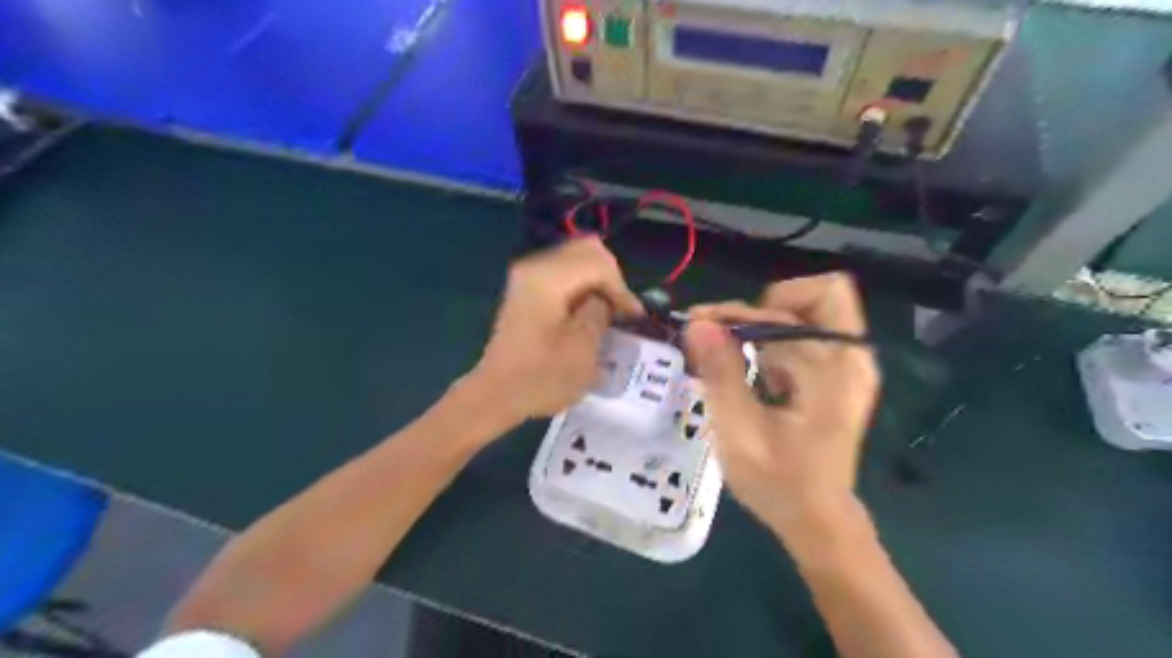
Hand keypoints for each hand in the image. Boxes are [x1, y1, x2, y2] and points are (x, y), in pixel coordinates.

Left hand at [467, 239, 644, 423]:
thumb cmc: (541, 377)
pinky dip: (583, 286)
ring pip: (576, 258)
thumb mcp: (582, 348)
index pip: (598, 263)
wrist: (496, 395)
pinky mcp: (527, 290)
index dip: (621, 288)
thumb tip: (603, 298)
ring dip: (598, 281)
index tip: (633, 317)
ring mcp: (527, 276)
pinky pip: (564, 273)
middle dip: (611, 277)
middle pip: (587, 249)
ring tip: (610, 311)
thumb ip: (599, 312)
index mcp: (547, 277)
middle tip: (621, 309)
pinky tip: (590, 311)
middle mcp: (535, 266)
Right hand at [688, 273, 877, 533]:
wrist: (817, 519)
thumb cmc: (778, 482)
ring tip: (731, 349)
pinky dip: (778, 337)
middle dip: (770, 302)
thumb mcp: (739, 431)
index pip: (784, 313)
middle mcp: (852, 358)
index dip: (738, 314)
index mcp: (832, 371)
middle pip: (823, 292)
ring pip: (815, 310)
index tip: (699, 324)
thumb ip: (721, 373)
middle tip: (735, 331)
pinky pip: (812, 332)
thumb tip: (698, 323)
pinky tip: (753, 366)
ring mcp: (851, 364)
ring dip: (769, 320)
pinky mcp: (841, 373)